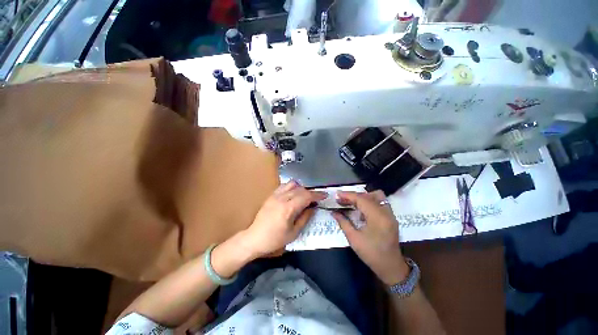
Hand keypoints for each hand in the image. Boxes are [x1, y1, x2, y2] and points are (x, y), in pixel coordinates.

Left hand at [241, 181, 326, 258]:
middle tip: (316, 199)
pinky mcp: (270, 196)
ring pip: (292, 184)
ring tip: (304, 196)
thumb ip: (305, 218)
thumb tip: (313, 208)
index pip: (306, 196)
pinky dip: (291, 187)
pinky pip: (283, 186)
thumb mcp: (294, 232)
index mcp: (288, 209)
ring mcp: (275, 195)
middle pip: (300, 189)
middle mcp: (281, 198)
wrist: (254, 238)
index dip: (317, 195)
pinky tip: (293, 194)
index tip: (324, 195)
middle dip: (311, 192)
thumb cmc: (275, 239)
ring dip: (301, 188)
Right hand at [332, 191, 408, 284]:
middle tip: (341, 199)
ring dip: (363, 197)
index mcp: (377, 218)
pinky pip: (380, 202)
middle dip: (353, 196)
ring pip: (376, 196)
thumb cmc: (371, 254)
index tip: (337, 194)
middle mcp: (386, 212)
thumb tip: (333, 212)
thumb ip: (343, 222)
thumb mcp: (354, 239)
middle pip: (368, 195)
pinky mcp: (391, 217)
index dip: (348, 195)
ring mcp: (390, 214)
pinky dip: (369, 202)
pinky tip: (361, 210)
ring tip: (352, 203)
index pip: (361, 199)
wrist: (391, 267)